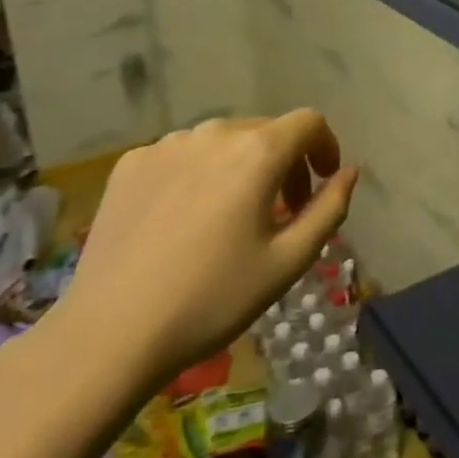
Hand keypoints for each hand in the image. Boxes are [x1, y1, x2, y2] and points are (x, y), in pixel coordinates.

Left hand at [47, 111, 356, 392]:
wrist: (110, 334)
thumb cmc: (212, 299)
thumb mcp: (288, 261)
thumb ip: (329, 208)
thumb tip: (349, 172)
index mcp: (257, 152)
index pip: (309, 122)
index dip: (326, 147)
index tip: (322, 183)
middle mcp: (214, 133)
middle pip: (266, 131)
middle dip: (285, 162)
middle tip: (282, 212)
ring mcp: (166, 145)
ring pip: (222, 141)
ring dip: (241, 167)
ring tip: (230, 217)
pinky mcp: (130, 163)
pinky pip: (181, 155)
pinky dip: (197, 174)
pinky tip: (183, 219)